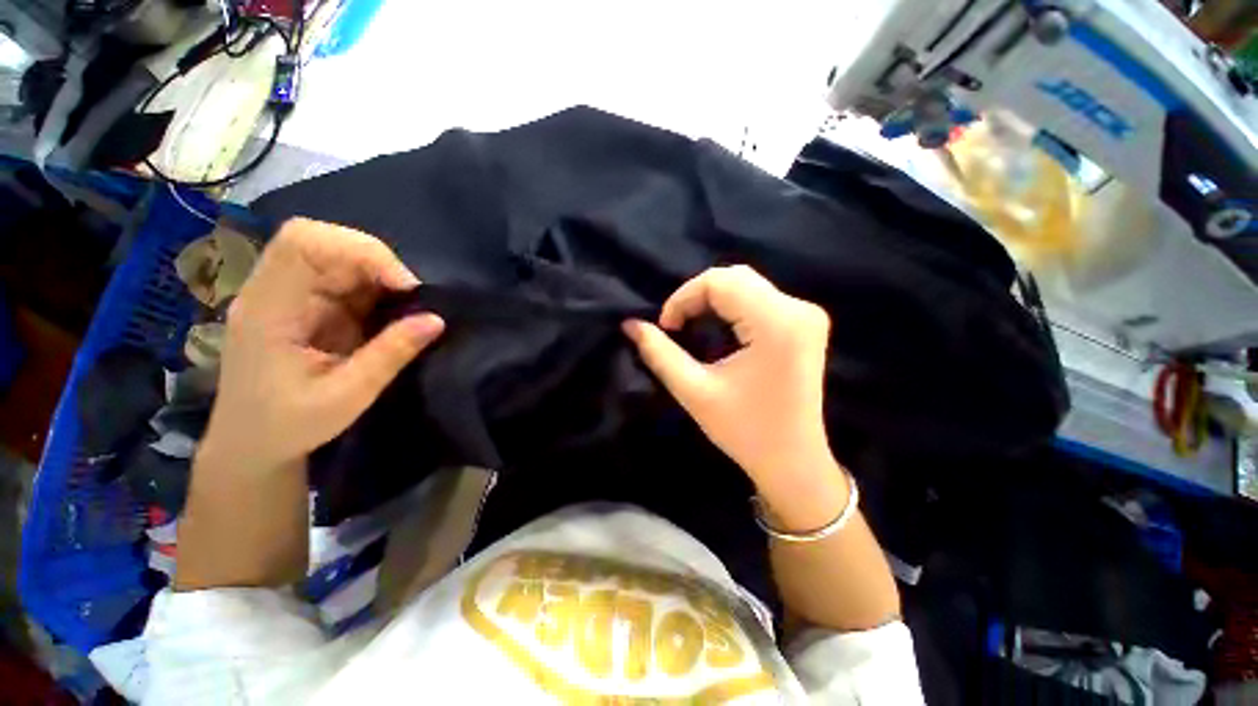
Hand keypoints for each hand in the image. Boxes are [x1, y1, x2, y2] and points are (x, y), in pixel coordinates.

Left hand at [202, 219, 443, 470]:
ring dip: (379, 275)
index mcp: (268, 310)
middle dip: (376, 261)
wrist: (251, 445)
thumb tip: (436, 320)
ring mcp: (290, 296)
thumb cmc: (288, 427)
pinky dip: (376, 288)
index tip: (403, 287)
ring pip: (337, 256)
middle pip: (321, 241)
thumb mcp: (346, 397)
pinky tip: (391, 312)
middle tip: (410, 296)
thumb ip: (390, 355)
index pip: (303, 243)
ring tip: (406, 307)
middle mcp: (274, 291)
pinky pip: (344, 279)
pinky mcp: (307, 305)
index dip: (360, 251)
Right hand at [623, 265, 833, 489]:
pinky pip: (760, 297)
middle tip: (676, 325)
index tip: (666, 326)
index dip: (683, 297)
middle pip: (735, 277)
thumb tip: (630, 325)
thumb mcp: (695, 392)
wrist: (793, 462)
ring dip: (712, 300)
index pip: (720, 282)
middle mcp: (799, 309)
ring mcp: (807, 315)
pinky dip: (730, 306)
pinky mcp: (806, 324)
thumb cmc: (745, 432)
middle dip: (696, 296)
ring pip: (746, 284)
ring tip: (691, 326)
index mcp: (777, 323)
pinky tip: (717, 328)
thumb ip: (659, 353)